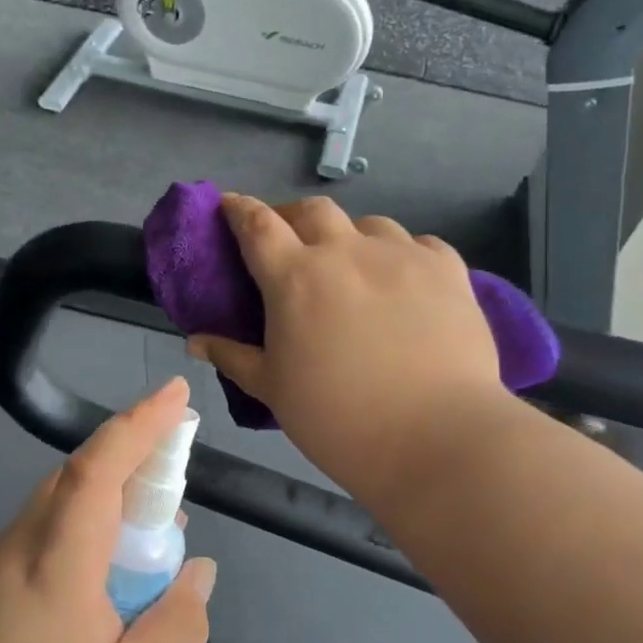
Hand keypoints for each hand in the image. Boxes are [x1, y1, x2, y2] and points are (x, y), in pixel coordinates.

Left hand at [0, 377, 216, 642]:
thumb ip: (175, 628)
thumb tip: (197, 571)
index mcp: (57, 563)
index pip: (100, 467)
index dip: (141, 424)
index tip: (176, 394)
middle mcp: (17, 547)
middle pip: (76, 478)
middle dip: (131, 464)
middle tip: (175, 492)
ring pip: (56, 509)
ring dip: (105, 507)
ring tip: (147, 551)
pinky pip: (38, 540)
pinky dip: (78, 538)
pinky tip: (96, 593)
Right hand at [188, 194, 513, 501]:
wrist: (437, 438)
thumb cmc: (339, 419)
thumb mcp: (274, 390)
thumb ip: (233, 357)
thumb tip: (195, 341)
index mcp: (295, 278)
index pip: (257, 225)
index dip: (239, 209)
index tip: (229, 204)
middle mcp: (345, 252)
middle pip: (312, 210)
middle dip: (293, 216)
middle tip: (290, 241)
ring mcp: (401, 256)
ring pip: (368, 224)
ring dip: (349, 236)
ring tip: (352, 264)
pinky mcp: (447, 270)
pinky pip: (418, 244)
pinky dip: (401, 254)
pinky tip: (403, 280)